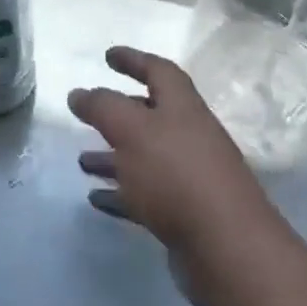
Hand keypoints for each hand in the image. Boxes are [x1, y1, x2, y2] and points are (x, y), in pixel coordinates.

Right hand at [70, 47, 291, 305]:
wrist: (228, 250)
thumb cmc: (177, 177)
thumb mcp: (132, 131)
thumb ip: (102, 108)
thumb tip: (78, 93)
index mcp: (183, 109)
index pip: (159, 72)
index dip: (134, 60)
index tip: (108, 55)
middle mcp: (190, 137)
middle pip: (153, 115)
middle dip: (119, 112)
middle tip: (88, 113)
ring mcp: (190, 178)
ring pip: (145, 158)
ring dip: (114, 156)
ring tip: (82, 161)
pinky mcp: (186, 215)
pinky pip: (146, 196)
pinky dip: (121, 193)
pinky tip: (97, 200)